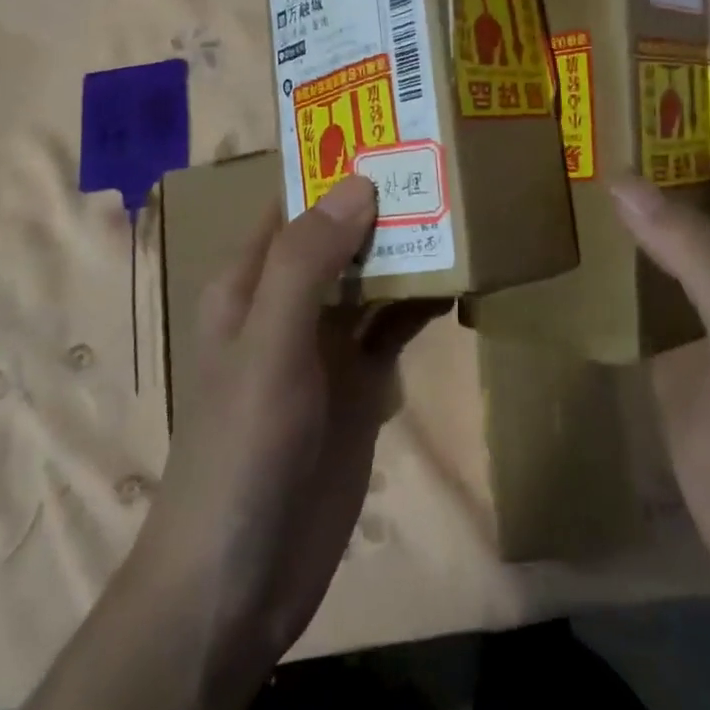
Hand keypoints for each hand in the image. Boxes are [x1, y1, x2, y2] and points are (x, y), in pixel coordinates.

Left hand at [144, 176, 432, 662]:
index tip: (395, 126)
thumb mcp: (268, 347)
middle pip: (343, 234)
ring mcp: (329, 344)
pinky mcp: (362, 383)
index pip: (296, 202)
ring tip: (469, 204)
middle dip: (388, 200)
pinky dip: (426, 300)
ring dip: (413, 247)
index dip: (337, 164)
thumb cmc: (240, 452)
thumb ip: (308, 263)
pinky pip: (397, 325)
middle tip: (451, 158)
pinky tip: (467, 279)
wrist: (240, 582)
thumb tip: (360, 181)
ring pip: (375, 276)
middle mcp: (291, 302)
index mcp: (252, 282)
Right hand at [608, 91, 709, 628]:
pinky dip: (606, 259)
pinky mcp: (671, 348)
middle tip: (591, 103)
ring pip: (663, 233)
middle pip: (701, 183)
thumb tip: (622, 178)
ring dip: (627, 197)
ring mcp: (705, 308)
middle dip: (658, 141)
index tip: (659, 62)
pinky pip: (635, 288)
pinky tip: (563, 240)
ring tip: (565, 156)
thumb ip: (695, 254)